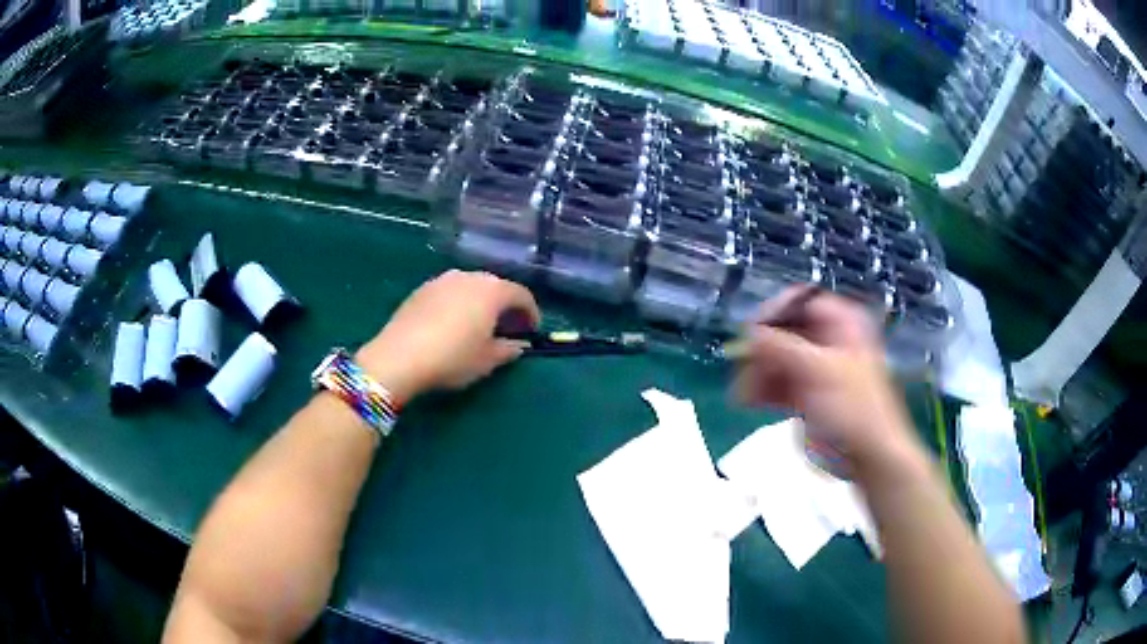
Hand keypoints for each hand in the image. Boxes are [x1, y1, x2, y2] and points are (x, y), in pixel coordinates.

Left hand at [355, 270, 539, 404]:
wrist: (399, 356)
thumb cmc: (452, 358)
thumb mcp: (487, 361)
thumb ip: (508, 349)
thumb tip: (517, 345)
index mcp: (492, 290)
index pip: (522, 295)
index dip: (531, 313)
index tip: (531, 332)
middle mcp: (469, 276)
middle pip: (496, 287)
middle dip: (506, 306)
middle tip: (507, 328)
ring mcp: (443, 279)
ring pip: (471, 287)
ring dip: (481, 303)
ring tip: (479, 326)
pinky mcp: (422, 288)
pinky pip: (450, 292)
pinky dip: (459, 303)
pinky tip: (452, 324)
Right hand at [732, 285, 924, 477]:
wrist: (871, 457)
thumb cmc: (853, 410)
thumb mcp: (818, 372)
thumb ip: (782, 348)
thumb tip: (751, 333)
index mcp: (842, 323)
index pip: (800, 301)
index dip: (773, 314)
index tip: (750, 336)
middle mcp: (829, 340)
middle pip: (785, 332)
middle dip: (762, 352)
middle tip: (742, 373)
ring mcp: (819, 369)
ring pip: (780, 360)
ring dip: (759, 374)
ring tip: (742, 396)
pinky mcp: (811, 394)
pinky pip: (782, 383)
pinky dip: (765, 390)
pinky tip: (749, 402)